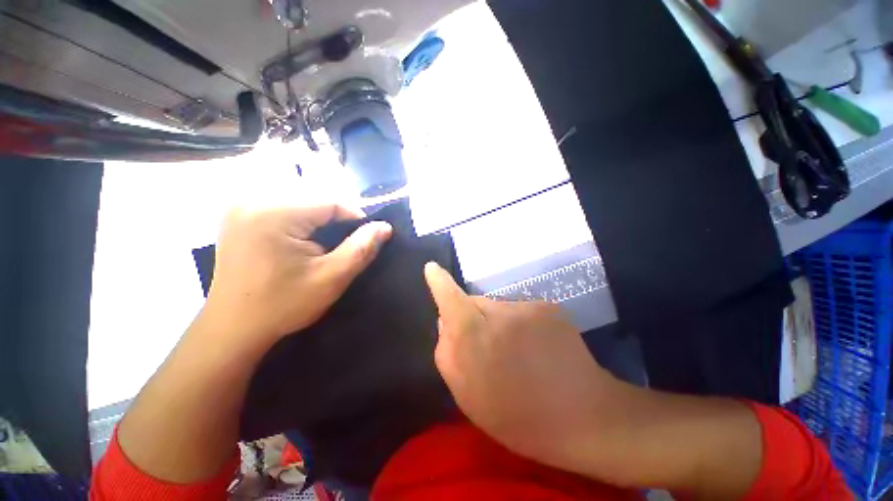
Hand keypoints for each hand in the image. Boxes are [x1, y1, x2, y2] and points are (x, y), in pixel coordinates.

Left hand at [203, 204, 391, 348]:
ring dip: (320, 219)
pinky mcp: (239, 218)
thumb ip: (361, 249)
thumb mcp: (331, 278)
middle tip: (348, 243)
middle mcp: (253, 201)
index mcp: (274, 213)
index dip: (356, 217)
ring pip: (299, 202)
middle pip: (314, 199)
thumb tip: (385, 226)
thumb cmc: (283, 305)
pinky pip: (282, 208)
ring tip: (329, 243)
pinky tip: (305, 241)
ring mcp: (241, 208)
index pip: (330, 201)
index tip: (367, 237)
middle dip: (337, 218)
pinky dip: (301, 221)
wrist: (232, 329)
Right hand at [424, 262, 617, 472]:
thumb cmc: (519, 417)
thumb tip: (444, 320)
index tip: (431, 268)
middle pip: (474, 303)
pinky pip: (520, 309)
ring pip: (497, 306)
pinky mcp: (547, 306)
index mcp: (476, 339)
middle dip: (472, 318)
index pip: (451, 300)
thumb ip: (447, 353)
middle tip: (486, 349)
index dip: (439, 283)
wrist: (584, 416)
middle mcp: (499, 314)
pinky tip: (535, 348)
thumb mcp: (468, 396)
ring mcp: (526, 307)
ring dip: (498, 323)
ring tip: (516, 354)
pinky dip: (520, 324)